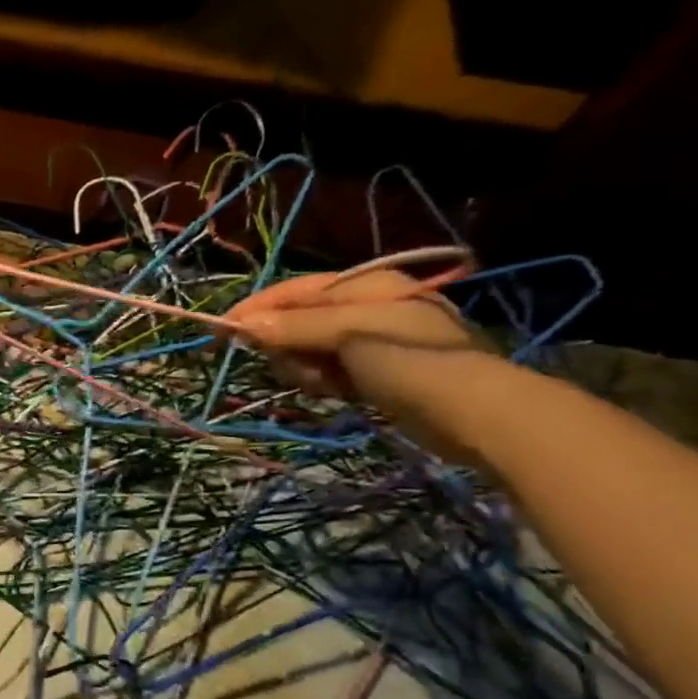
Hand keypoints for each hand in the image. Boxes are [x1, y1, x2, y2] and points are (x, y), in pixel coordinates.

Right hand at [224, 268, 493, 459]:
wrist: (476, 413)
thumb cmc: (411, 360)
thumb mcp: (349, 335)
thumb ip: (296, 327)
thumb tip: (244, 324)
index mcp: (364, 285)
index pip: (294, 290)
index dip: (257, 308)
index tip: (222, 331)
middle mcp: (366, 307)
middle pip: (298, 322)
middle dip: (287, 346)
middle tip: (297, 369)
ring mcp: (371, 341)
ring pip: (310, 351)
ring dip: (305, 369)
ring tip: (326, 386)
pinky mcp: (376, 373)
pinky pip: (329, 372)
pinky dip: (324, 382)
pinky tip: (335, 395)